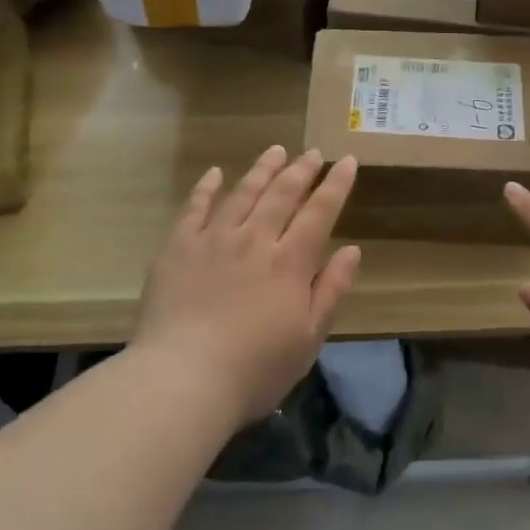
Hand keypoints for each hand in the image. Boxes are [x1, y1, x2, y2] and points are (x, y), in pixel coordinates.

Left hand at [133, 145, 360, 425]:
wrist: (183, 379)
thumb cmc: (255, 369)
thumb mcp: (308, 338)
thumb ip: (330, 290)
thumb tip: (352, 250)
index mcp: (290, 262)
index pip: (319, 212)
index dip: (336, 185)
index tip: (347, 161)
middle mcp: (254, 240)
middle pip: (282, 194)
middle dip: (301, 170)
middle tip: (313, 153)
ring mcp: (213, 240)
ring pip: (243, 193)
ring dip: (262, 170)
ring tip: (276, 151)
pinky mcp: (178, 248)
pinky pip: (194, 208)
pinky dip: (206, 188)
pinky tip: (215, 173)